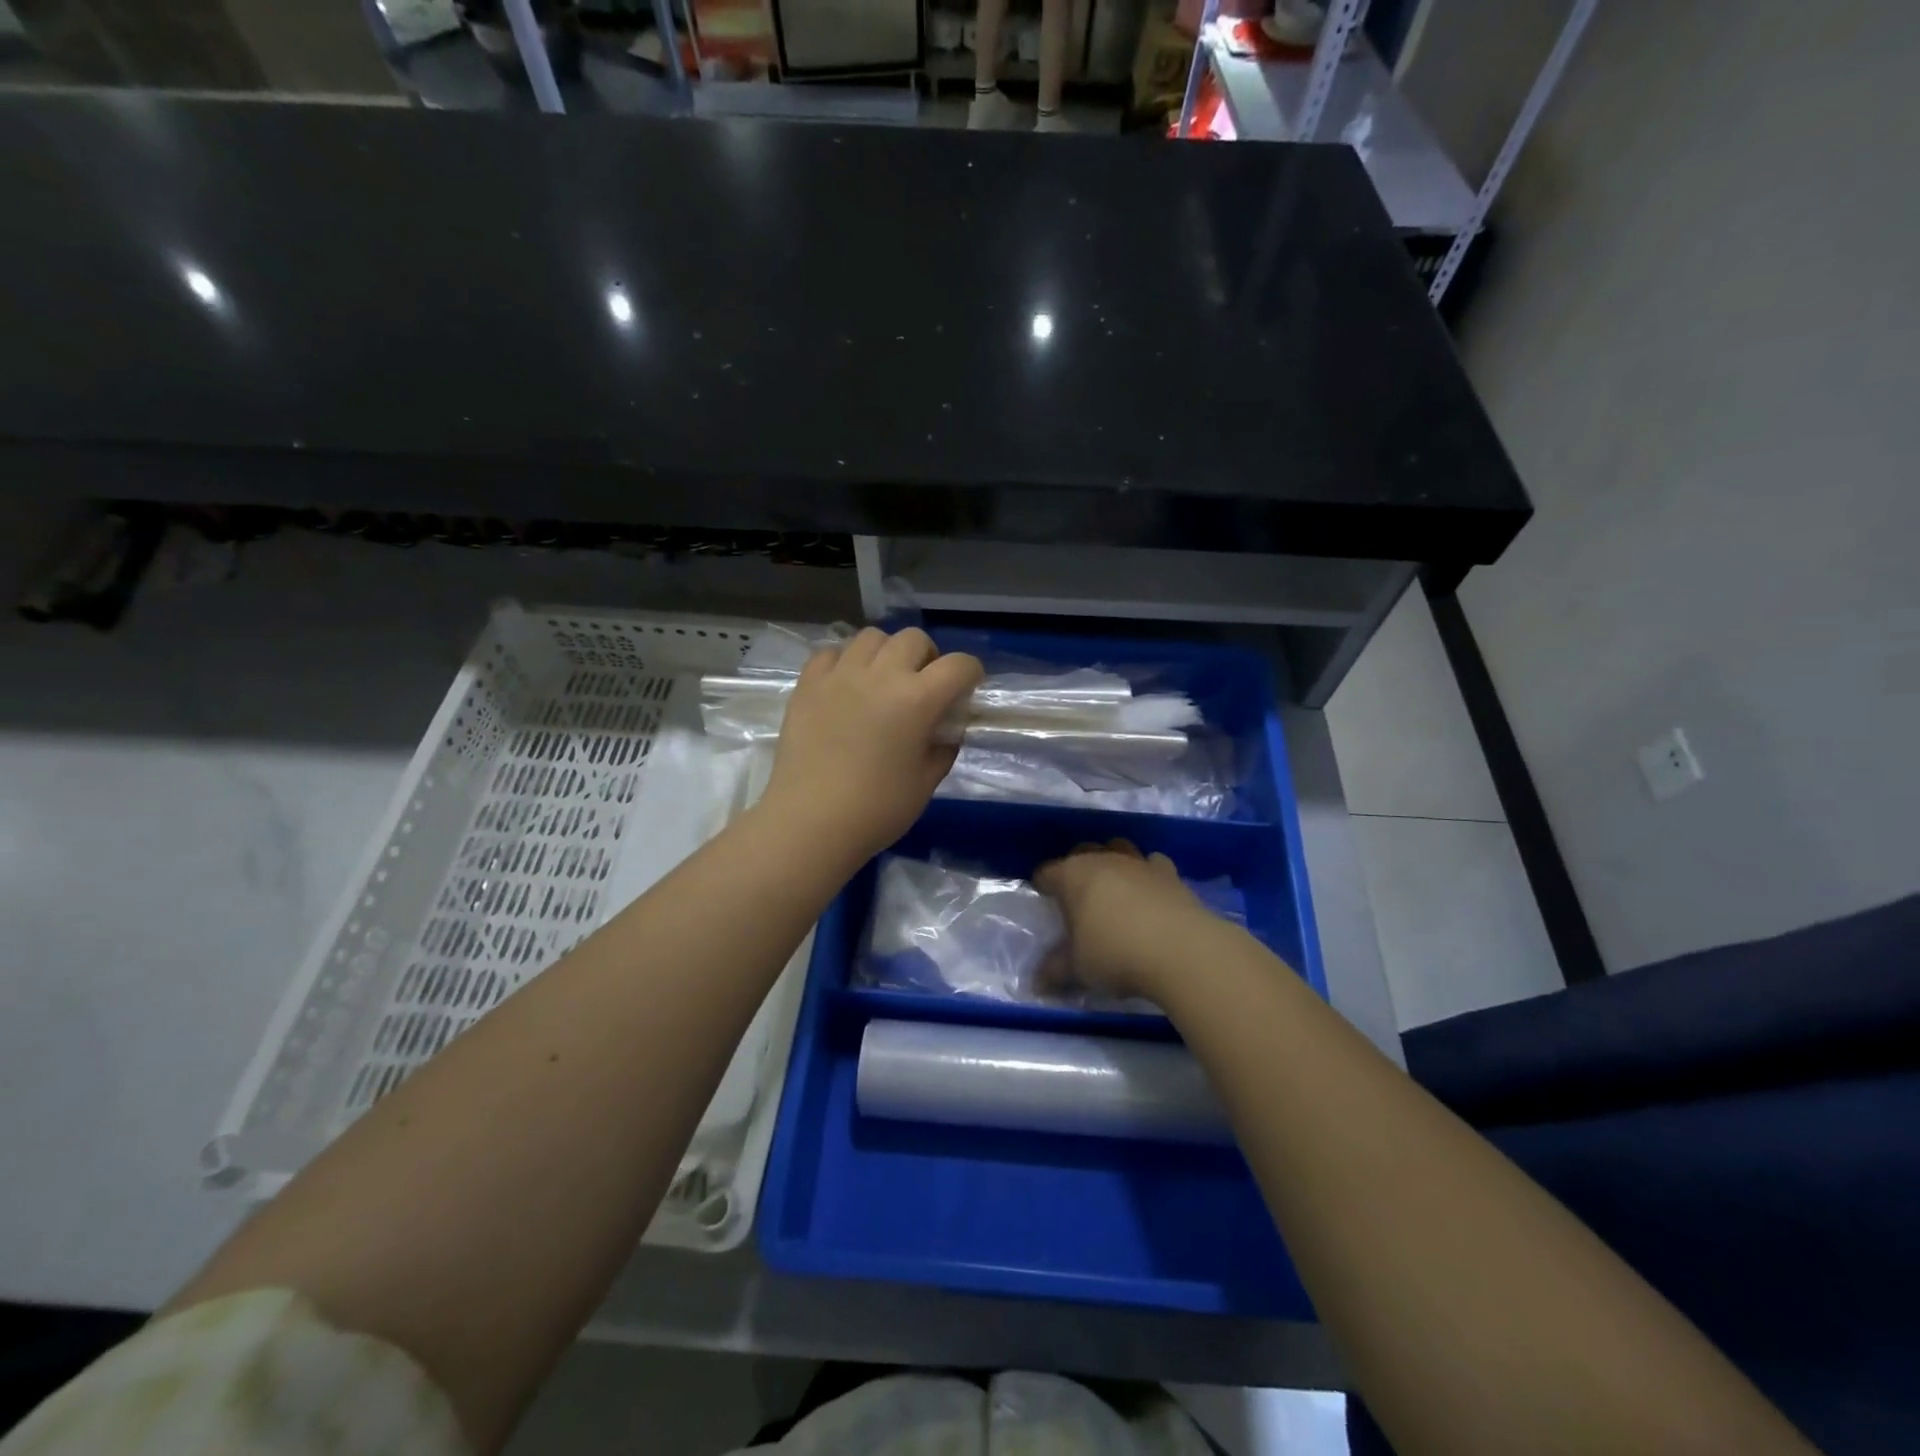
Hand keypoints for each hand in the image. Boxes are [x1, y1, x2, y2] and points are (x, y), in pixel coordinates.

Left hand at [758, 627, 982, 865]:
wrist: (811, 822)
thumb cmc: (877, 809)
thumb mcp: (926, 782)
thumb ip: (943, 747)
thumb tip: (945, 728)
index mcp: (917, 699)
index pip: (959, 665)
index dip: (970, 674)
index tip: (966, 689)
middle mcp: (881, 675)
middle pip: (914, 639)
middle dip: (927, 657)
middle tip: (922, 685)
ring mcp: (840, 675)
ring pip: (871, 637)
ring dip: (885, 653)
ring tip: (882, 680)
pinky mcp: (808, 684)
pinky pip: (831, 652)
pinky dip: (844, 661)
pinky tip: (845, 686)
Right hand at [1035, 841, 1212, 1000]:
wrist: (1181, 950)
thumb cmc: (1115, 953)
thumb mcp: (1077, 968)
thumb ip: (1054, 971)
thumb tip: (1036, 982)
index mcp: (1072, 875)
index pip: (1047, 873)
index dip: (1042, 886)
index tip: (1043, 902)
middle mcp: (1103, 859)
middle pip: (1082, 853)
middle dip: (1076, 870)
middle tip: (1077, 899)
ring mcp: (1139, 863)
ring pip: (1118, 849)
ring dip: (1113, 863)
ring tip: (1114, 890)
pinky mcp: (1170, 873)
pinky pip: (1153, 864)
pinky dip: (1149, 874)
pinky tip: (1150, 893)